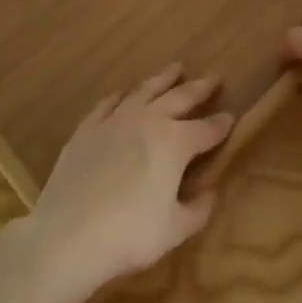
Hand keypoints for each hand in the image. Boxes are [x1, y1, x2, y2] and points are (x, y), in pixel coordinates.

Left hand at [17, 63, 233, 302]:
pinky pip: (108, 103)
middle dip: (200, 87)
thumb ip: (197, 210)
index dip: (221, 124)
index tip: (232, 116)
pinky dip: (120, 95)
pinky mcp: (88, 128)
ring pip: (144, 90)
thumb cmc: (130, 234)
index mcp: (175, 143)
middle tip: (214, 76)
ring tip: (175, 68)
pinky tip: (123, 93)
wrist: (69, 234)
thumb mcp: (174, 231)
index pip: (206, 129)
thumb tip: (210, 193)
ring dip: (163, 78)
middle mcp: (148, 120)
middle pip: (179, 98)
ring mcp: (115, 120)